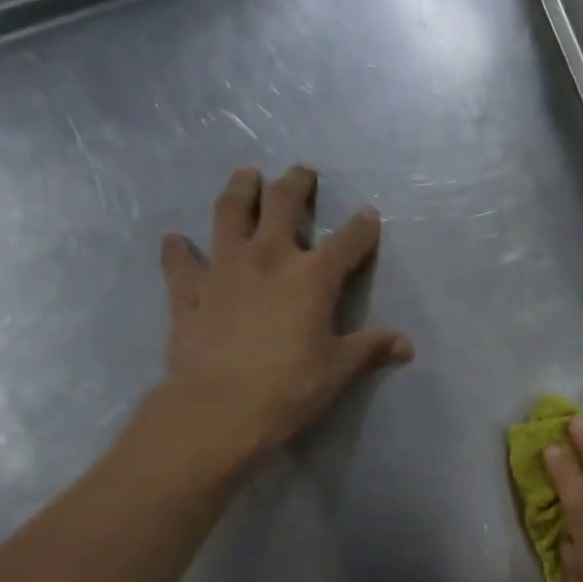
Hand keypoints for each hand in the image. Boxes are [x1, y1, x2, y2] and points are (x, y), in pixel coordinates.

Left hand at [139, 164, 413, 472]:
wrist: (219, 408)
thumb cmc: (290, 388)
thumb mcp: (339, 370)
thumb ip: (371, 349)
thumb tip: (406, 345)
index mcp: (313, 277)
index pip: (347, 242)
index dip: (362, 227)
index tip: (369, 215)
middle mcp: (268, 258)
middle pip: (282, 204)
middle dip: (295, 185)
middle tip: (301, 173)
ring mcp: (223, 269)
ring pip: (229, 213)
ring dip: (240, 191)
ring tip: (246, 177)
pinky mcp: (188, 290)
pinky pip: (180, 261)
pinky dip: (178, 249)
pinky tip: (176, 241)